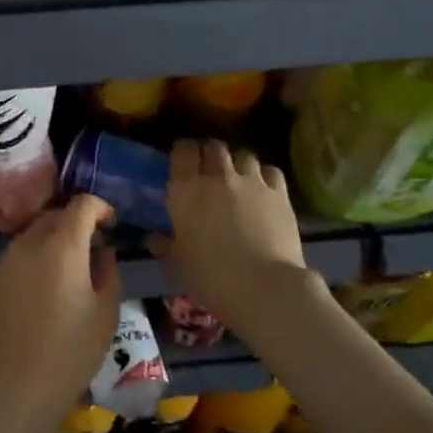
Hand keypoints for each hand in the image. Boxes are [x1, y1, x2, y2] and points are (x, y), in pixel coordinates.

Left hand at [0, 194, 121, 432]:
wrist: (6, 393)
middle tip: (91, 249)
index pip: (82, 204)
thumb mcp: (105, 316)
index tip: (111, 224)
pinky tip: (36, 302)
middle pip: (53, 217)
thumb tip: (102, 252)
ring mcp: (1, 264)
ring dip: (50, 246)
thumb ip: (108, 273)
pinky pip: (13, 264)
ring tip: (64, 278)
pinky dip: (29, 269)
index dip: (100, 208)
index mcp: (62, 246)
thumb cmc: (67, 355)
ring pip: (30, 240)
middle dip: (74, 224)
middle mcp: (27, 245)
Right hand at [153, 140, 310, 336]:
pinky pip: (270, 171)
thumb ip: (166, 245)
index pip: (183, 150)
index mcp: (186, 190)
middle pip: (214, 147)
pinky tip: (263, 189)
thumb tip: (154, 239)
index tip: (183, 162)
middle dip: (211, 155)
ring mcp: (251, 181)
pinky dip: (264, 175)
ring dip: (238, 164)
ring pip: (244, 155)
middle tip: (210, 171)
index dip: (184, 152)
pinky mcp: (279, 192)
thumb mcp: (178, 264)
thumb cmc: (210, 277)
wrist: (263, 286)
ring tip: (238, 179)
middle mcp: (217, 176)